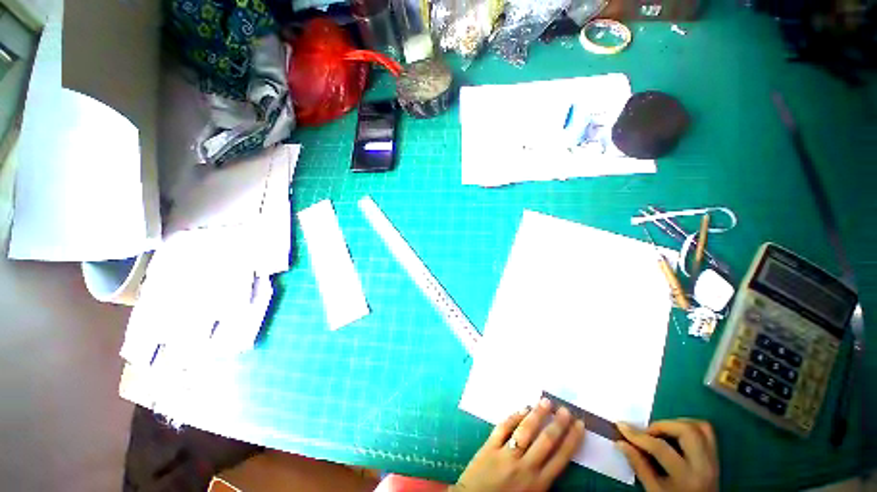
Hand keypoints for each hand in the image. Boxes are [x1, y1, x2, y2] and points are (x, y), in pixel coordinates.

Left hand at [451, 398, 585, 491]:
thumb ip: (543, 478)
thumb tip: (555, 455)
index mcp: (538, 483)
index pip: (561, 457)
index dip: (572, 439)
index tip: (579, 424)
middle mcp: (525, 467)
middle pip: (546, 441)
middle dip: (558, 424)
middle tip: (565, 409)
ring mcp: (506, 455)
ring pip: (525, 430)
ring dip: (537, 415)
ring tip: (546, 402)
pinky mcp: (489, 447)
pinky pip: (504, 427)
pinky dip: (514, 417)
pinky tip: (522, 409)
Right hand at [616, 419, 718, 491]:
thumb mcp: (654, 490)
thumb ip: (639, 467)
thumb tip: (621, 442)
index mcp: (687, 477)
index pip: (660, 448)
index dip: (638, 436)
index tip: (621, 427)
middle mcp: (704, 466)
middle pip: (686, 430)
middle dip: (662, 425)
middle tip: (647, 432)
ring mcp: (714, 460)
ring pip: (699, 427)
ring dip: (676, 424)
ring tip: (661, 432)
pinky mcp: (716, 456)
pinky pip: (707, 432)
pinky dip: (689, 427)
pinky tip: (675, 434)